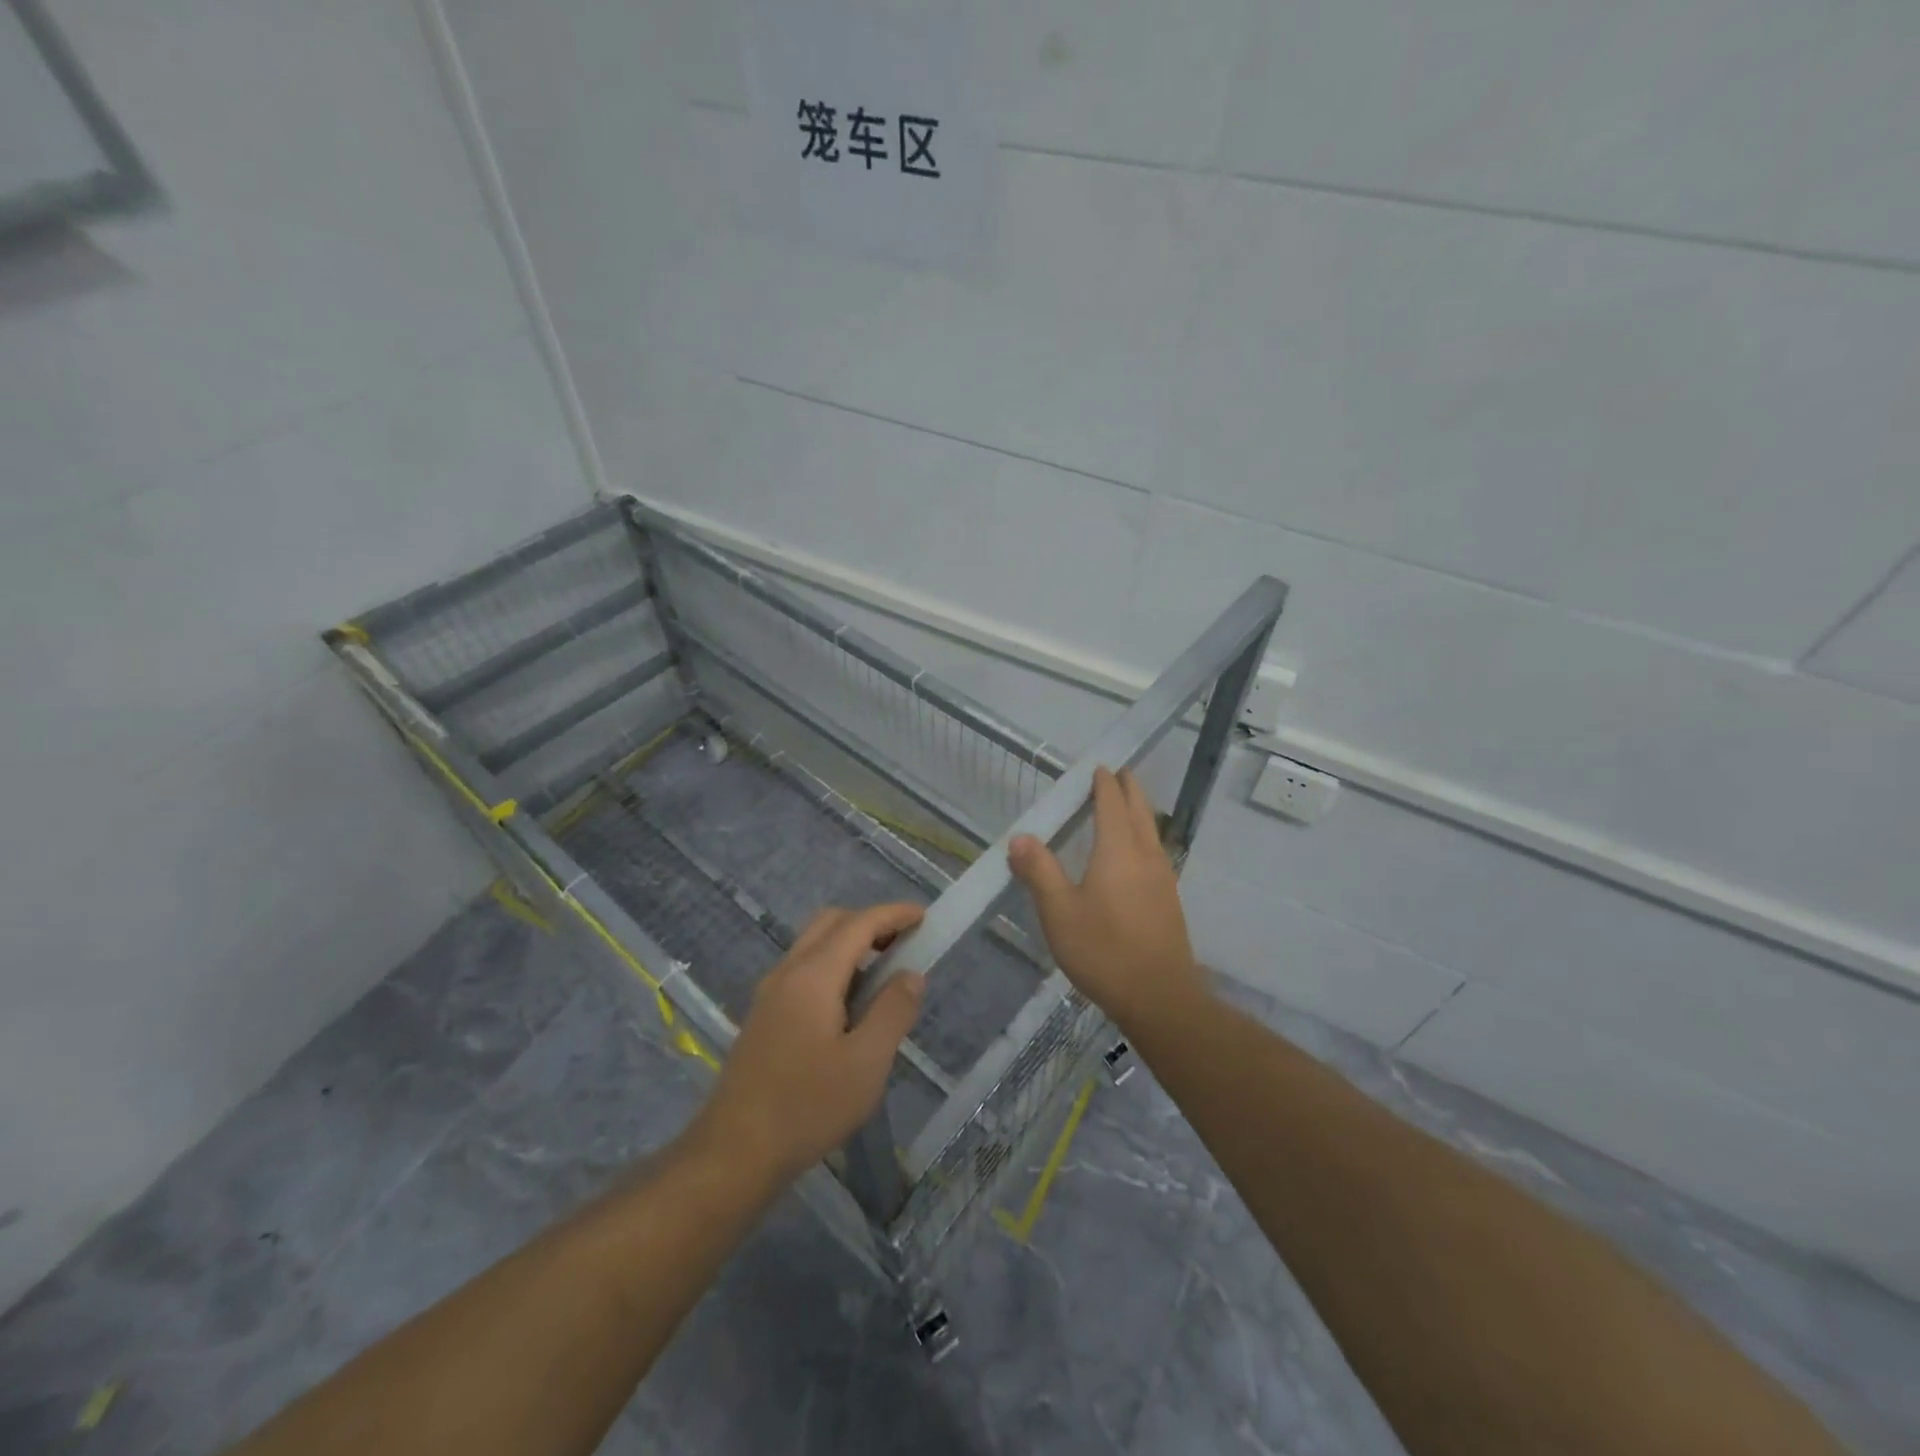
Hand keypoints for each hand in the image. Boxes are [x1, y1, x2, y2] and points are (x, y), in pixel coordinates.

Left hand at [689, 903, 925, 1184]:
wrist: (733, 1153)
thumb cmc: (807, 1107)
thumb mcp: (867, 1062)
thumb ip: (893, 1011)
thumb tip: (911, 974)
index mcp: (814, 975)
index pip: (858, 924)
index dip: (894, 914)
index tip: (924, 917)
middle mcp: (787, 972)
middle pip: (831, 923)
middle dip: (871, 922)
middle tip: (905, 944)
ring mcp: (770, 993)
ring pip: (813, 945)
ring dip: (850, 944)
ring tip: (884, 975)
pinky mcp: (763, 1016)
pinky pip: (803, 969)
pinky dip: (833, 965)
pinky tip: (850, 1005)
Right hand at [1010, 767, 1205, 1029]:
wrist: (1159, 997)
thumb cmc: (1103, 950)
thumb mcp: (1059, 911)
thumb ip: (1039, 871)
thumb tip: (1020, 837)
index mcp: (1118, 850)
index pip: (1112, 803)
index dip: (1104, 784)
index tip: (1099, 767)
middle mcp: (1145, 855)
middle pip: (1140, 810)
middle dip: (1129, 789)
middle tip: (1118, 774)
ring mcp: (1163, 878)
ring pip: (1152, 830)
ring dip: (1140, 811)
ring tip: (1127, 806)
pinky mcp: (1169, 900)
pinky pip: (1156, 851)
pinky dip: (1144, 836)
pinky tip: (1137, 854)